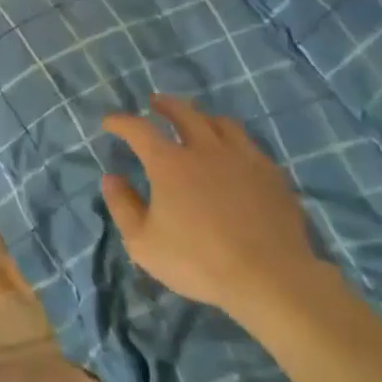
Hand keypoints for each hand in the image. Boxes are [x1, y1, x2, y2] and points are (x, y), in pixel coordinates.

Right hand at [100, 95, 330, 321]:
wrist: (269, 278)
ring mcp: (243, 159)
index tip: (110, 122)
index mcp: (169, 163)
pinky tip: (233, 154)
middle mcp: (205, 150)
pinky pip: (249, 145)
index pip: (139, 129)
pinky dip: (233, 141)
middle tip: (155, 103)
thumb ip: (123, 206)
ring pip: (221, 123)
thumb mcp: (143, 242)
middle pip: (184, 113)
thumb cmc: (198, 261)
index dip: (121, 122)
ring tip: (197, 121)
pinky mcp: (271, 175)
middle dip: (165, 105)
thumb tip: (111, 178)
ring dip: (202, 117)